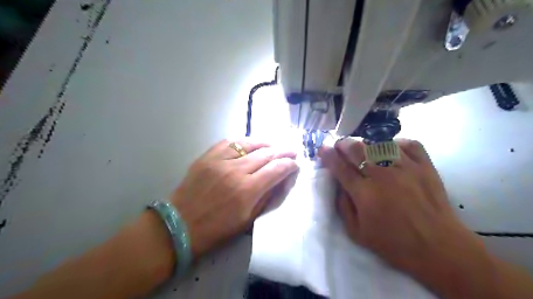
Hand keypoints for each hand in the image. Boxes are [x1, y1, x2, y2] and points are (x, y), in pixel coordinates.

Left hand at [169, 139, 297, 257]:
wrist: (180, 225)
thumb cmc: (216, 229)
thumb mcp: (247, 220)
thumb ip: (266, 197)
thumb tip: (281, 180)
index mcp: (247, 191)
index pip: (276, 170)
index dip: (289, 165)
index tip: (295, 164)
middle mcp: (236, 171)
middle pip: (266, 154)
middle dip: (283, 152)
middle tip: (291, 151)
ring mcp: (220, 161)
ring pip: (250, 144)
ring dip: (266, 143)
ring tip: (274, 145)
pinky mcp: (207, 156)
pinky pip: (230, 142)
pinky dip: (243, 141)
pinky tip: (250, 143)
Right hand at [318, 139, 492, 296]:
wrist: (438, 248)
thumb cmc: (394, 243)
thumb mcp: (357, 233)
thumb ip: (343, 206)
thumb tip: (339, 185)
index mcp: (365, 194)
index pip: (341, 168)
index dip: (329, 155)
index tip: (323, 148)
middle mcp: (383, 176)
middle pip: (358, 150)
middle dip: (344, 144)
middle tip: (340, 145)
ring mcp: (406, 168)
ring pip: (381, 144)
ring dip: (367, 144)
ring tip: (364, 149)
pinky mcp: (425, 167)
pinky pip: (409, 144)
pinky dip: (397, 143)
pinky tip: (392, 149)